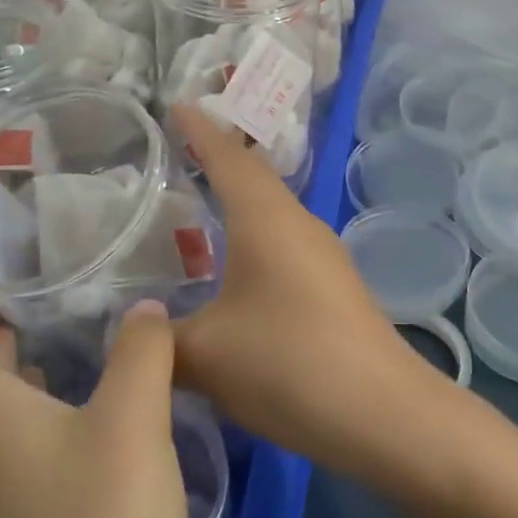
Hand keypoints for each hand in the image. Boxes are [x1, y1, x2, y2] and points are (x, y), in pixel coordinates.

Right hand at [170, 105, 434, 477]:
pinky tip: (235, 264)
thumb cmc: (288, 364)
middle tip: (177, 150)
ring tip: (199, 202)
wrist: (381, 411)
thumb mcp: (206, 355)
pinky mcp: (333, 285)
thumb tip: (136, 329)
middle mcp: (298, 223)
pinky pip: (283, 241)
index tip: (175, 106)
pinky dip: (253, 236)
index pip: (228, 157)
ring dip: (238, 200)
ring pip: (271, 211)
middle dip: (217, 158)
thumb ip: (160, 339)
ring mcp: (322, 254)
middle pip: (253, 177)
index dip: (199, 130)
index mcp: (267, 219)